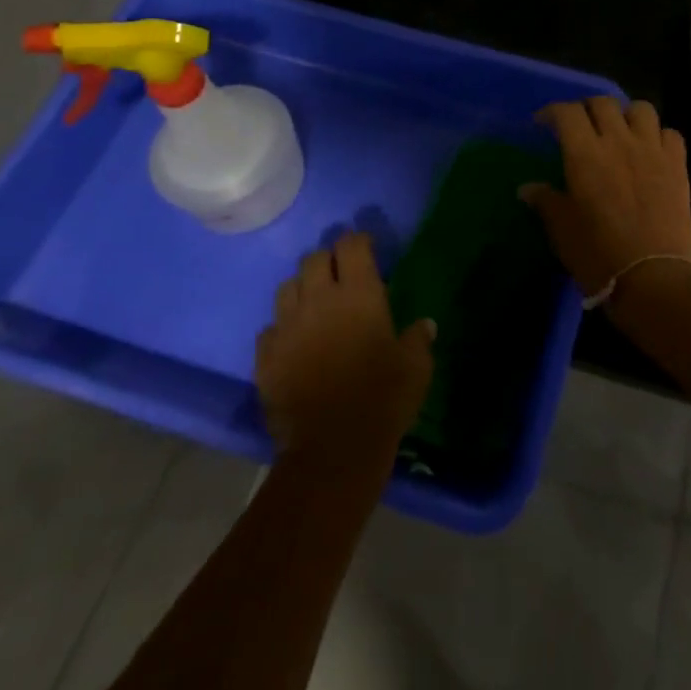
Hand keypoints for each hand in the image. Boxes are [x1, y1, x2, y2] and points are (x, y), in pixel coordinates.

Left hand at [256, 232, 434, 470]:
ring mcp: (287, 327)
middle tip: (340, 275)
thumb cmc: (383, 398)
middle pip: (314, 259)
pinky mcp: (266, 358)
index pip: (351, 245)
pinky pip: (269, 329)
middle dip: (327, 260)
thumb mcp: (415, 366)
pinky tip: (294, 342)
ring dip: (301, 289)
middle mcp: (319, 300)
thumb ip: (418, 339)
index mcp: (359, 294)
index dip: (358, 241)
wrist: (333, 448)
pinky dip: (282, 328)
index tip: (366, 248)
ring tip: (314, 305)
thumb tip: (424, 325)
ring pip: (286, 287)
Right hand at [522, 98, 690, 300]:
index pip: (566, 113)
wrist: (653, 278)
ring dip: (626, 115)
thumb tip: (528, 188)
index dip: (552, 112)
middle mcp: (619, 141)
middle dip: (587, 108)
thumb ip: (546, 202)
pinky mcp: (678, 165)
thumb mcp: (562, 231)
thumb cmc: (599, 255)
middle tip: (580, 126)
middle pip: (603, 102)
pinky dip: (658, 136)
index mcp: (585, 154)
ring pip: (641, 108)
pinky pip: (670, 133)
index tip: (543, 124)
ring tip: (619, 131)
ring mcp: (652, 150)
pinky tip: (650, 151)